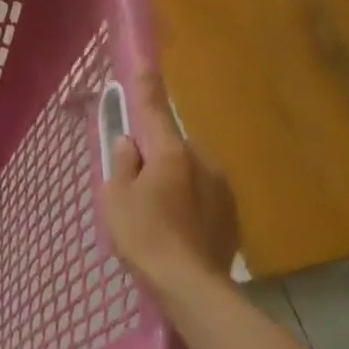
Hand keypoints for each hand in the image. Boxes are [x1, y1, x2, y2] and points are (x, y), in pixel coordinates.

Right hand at [100, 68, 240, 296]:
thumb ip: (122, 163)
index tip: (145, 62)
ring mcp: (222, 186)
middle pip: (172, 145)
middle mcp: (202, 160)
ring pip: (190, 170)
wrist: (191, 286)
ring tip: (159, 216)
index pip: (153, 109)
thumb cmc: (144, 236)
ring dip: (175, 180)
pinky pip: (204, 194)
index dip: (145, 86)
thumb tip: (129, 143)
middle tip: (136, 186)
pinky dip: (190, 202)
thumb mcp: (115, 197)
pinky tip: (179, 229)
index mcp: (170, 151)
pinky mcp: (233, 211)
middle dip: (156, 155)